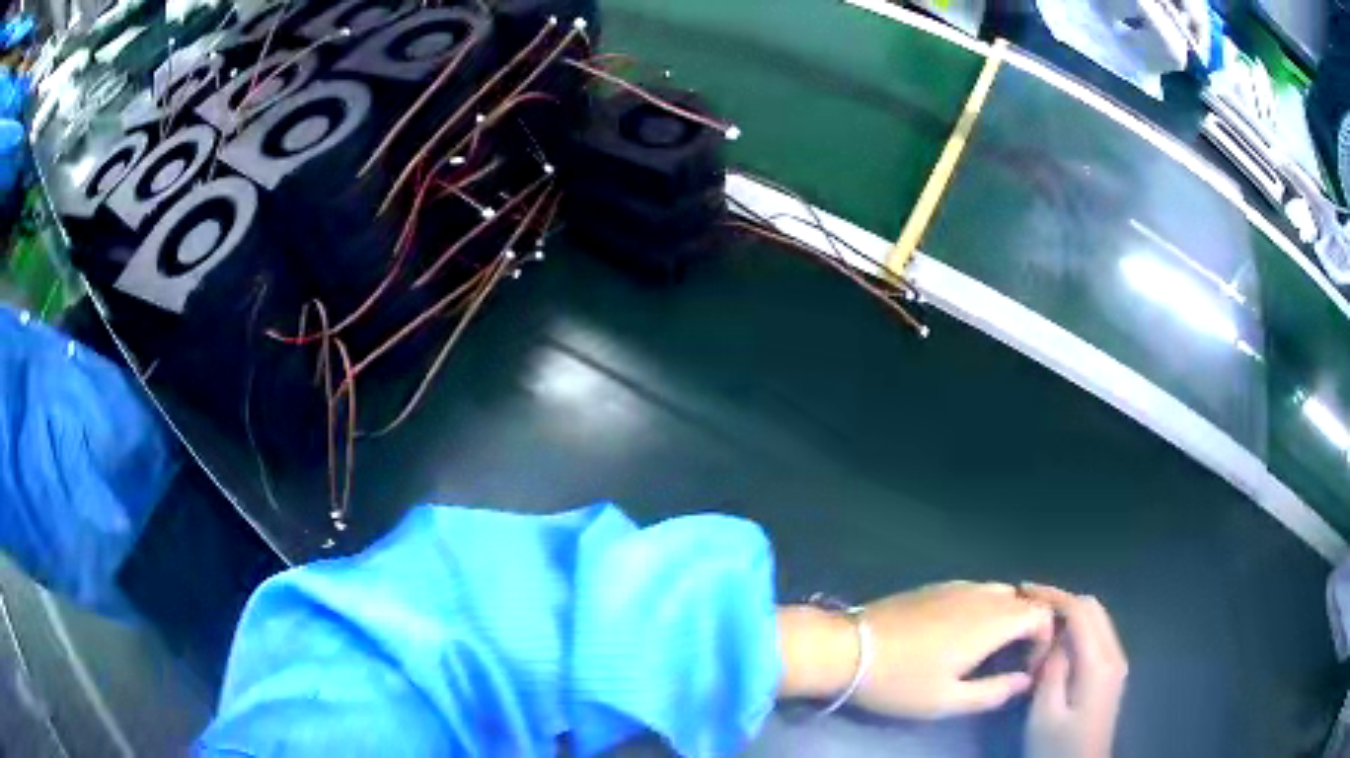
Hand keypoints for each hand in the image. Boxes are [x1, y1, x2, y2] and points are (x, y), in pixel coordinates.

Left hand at [778, 581, 1052, 718]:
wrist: (847, 648)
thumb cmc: (900, 681)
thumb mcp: (948, 700)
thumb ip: (994, 692)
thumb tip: (1025, 681)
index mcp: (992, 620)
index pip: (1042, 613)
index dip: (1045, 639)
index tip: (1028, 667)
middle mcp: (981, 595)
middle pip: (1024, 600)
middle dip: (1028, 627)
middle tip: (1013, 660)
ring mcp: (956, 586)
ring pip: (999, 593)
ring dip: (1006, 617)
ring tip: (990, 650)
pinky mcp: (934, 586)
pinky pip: (975, 591)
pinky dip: (984, 608)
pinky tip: (962, 635)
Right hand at [1021, 584, 1128, 757]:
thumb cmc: (1057, 747)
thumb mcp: (1045, 714)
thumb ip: (1052, 670)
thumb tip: (1052, 636)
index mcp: (1098, 664)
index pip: (1081, 612)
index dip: (1053, 596)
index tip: (1023, 591)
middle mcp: (1114, 654)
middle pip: (1093, 608)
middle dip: (1061, 599)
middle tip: (1026, 603)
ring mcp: (1115, 663)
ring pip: (1096, 618)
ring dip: (1069, 611)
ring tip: (1036, 618)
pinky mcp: (1110, 672)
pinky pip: (1096, 634)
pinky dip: (1076, 626)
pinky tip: (1054, 639)